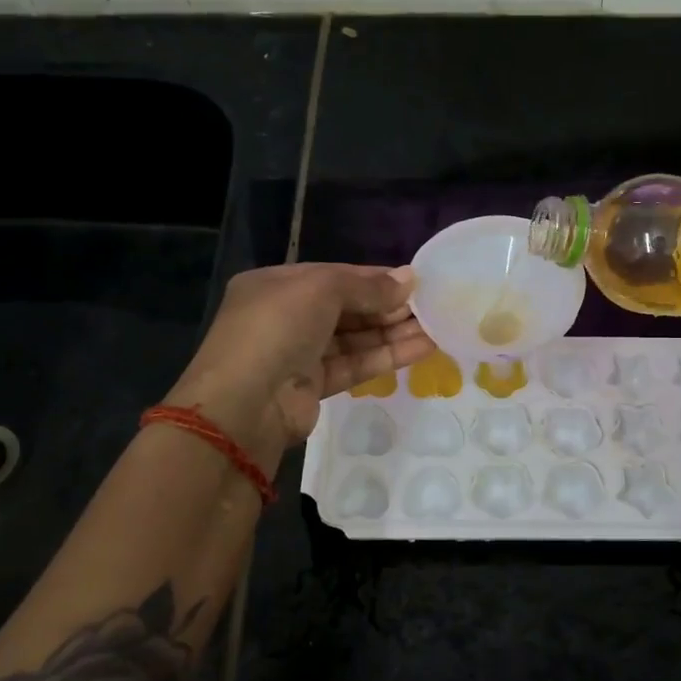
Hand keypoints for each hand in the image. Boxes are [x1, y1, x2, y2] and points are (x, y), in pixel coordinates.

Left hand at [167, 264, 434, 466]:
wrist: (245, 405)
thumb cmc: (276, 329)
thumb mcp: (320, 290)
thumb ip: (366, 286)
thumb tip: (408, 279)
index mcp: (276, 285)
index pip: (334, 276)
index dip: (374, 278)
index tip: (414, 282)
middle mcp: (286, 317)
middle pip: (347, 307)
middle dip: (388, 306)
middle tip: (431, 305)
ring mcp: (299, 353)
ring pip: (354, 338)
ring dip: (393, 332)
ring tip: (436, 326)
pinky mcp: (314, 386)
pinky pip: (355, 365)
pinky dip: (386, 356)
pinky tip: (422, 348)